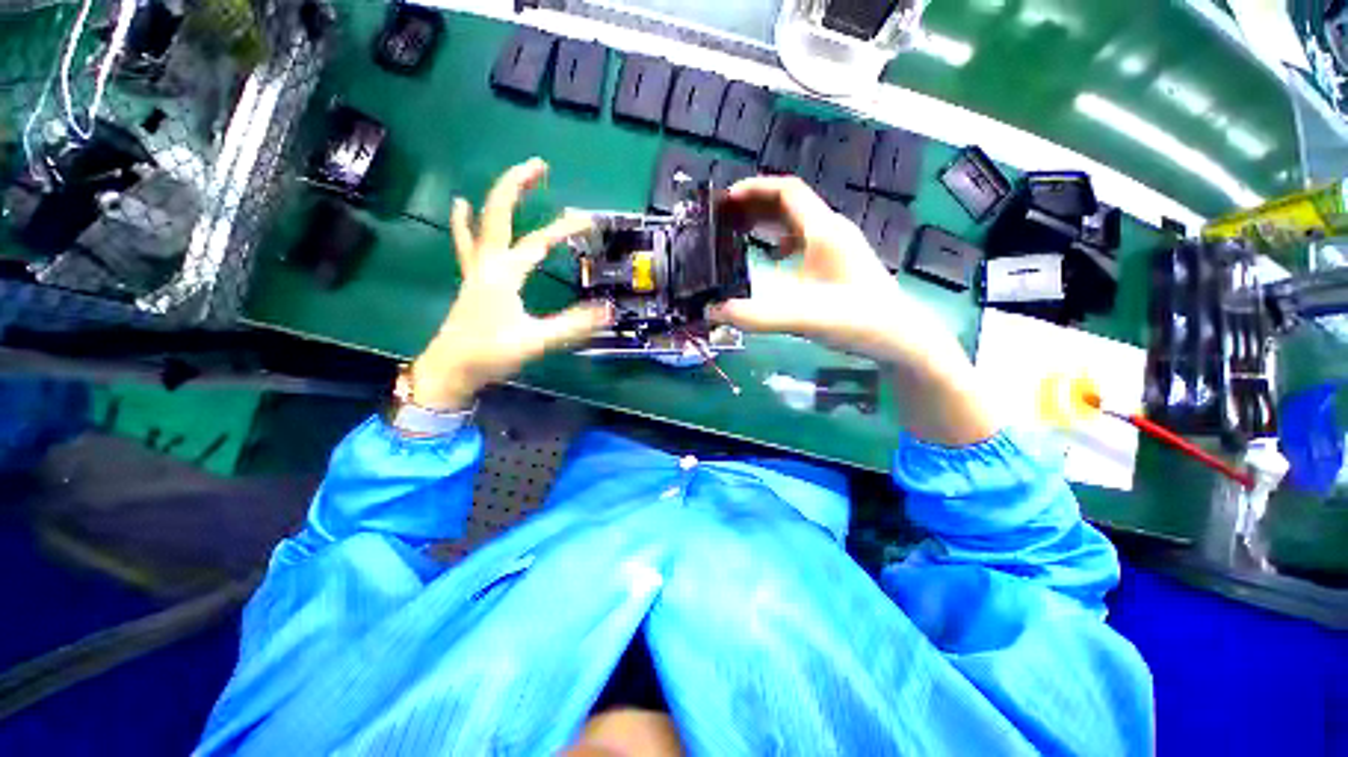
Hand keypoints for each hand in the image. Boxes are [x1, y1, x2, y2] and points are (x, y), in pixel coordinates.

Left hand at [409, 159, 609, 410]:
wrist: (450, 371)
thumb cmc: (490, 354)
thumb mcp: (536, 340)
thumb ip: (573, 325)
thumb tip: (608, 310)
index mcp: (504, 273)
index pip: (538, 242)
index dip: (563, 229)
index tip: (589, 221)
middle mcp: (488, 263)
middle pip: (499, 213)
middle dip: (517, 185)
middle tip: (539, 165)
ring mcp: (476, 270)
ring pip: (482, 223)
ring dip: (497, 198)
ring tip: (512, 179)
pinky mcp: (472, 280)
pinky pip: (467, 243)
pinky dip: (465, 222)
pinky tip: (460, 206)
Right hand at [710, 176, 995, 444]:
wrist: (902, 338)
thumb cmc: (858, 320)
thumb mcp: (801, 317)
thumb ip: (754, 316)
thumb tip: (711, 311)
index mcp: (823, 231)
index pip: (787, 191)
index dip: (755, 188)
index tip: (726, 199)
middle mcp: (831, 231)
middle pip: (789, 203)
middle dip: (755, 205)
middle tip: (725, 218)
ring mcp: (837, 248)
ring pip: (797, 222)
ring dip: (767, 223)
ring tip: (740, 234)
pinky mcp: (838, 264)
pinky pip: (804, 241)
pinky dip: (782, 244)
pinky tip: (772, 259)